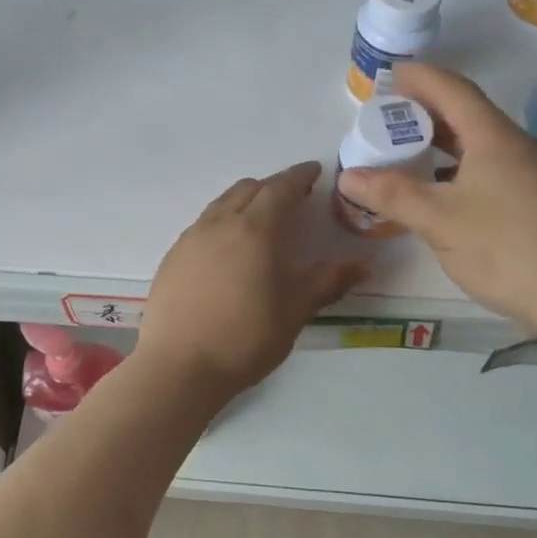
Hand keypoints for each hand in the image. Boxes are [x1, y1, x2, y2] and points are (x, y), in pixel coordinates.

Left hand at [136, 162, 367, 400]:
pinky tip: (229, 247)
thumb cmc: (246, 338)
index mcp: (254, 229)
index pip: (280, 188)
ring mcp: (191, 238)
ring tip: (261, 219)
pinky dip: (223, 220)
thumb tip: (363, 265)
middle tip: (293, 199)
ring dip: (245, 200)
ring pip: (222, 203)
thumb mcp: (295, 311)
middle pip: (249, 189)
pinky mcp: (173, 256)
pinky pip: (203, 223)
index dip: (299, 176)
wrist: (180, 367)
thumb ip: (328, 282)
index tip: (314, 171)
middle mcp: (219, 223)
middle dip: (273, 187)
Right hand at [334, 63, 536, 329]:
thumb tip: (348, 175)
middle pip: (468, 116)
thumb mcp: (439, 221)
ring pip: (481, 147)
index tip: (391, 74)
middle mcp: (519, 148)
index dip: (420, 78)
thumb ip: (392, 195)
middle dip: (427, 112)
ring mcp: (536, 176)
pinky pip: (493, 171)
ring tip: (409, 153)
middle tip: (390, 117)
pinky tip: (444, 195)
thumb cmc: (507, 248)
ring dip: (443, 144)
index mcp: (495, 139)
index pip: (453, 91)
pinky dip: (460, 171)